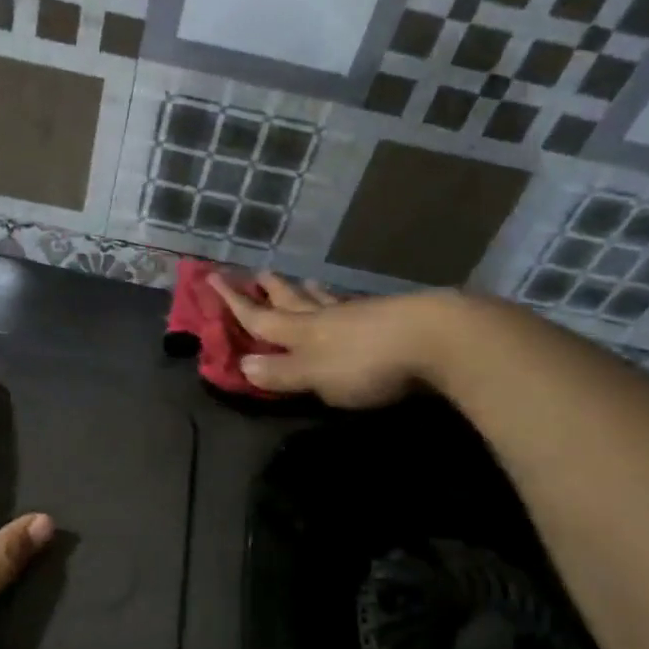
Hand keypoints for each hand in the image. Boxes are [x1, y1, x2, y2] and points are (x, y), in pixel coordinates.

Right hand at [210, 273, 465, 408]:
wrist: (435, 338)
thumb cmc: (367, 363)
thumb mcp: (317, 376)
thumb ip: (282, 372)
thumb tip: (243, 364)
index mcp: (301, 332)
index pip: (259, 317)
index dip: (234, 302)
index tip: (212, 278)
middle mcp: (324, 318)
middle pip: (291, 300)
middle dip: (272, 290)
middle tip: (257, 273)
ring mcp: (358, 314)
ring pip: (324, 299)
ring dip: (308, 290)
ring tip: (303, 279)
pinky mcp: (388, 317)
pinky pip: (352, 306)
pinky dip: (340, 300)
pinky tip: (349, 301)